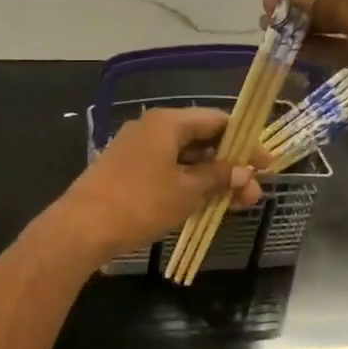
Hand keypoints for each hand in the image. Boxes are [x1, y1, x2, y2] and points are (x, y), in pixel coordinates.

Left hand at [56, 107, 266, 260]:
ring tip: (231, 205)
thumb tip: (243, 171)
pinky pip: (165, 172)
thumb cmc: (140, 203)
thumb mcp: (187, 191)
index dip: (245, 142)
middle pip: (201, 139)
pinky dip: (186, 185)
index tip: (265, 167)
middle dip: (229, 166)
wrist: (82, 228)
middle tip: (250, 195)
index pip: (217, 120)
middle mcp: (151, 129)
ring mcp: (135, 150)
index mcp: (167, 122)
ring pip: (183, 159)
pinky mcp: (125, 172)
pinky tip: (201, 206)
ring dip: (209, 179)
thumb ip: (218, 177)